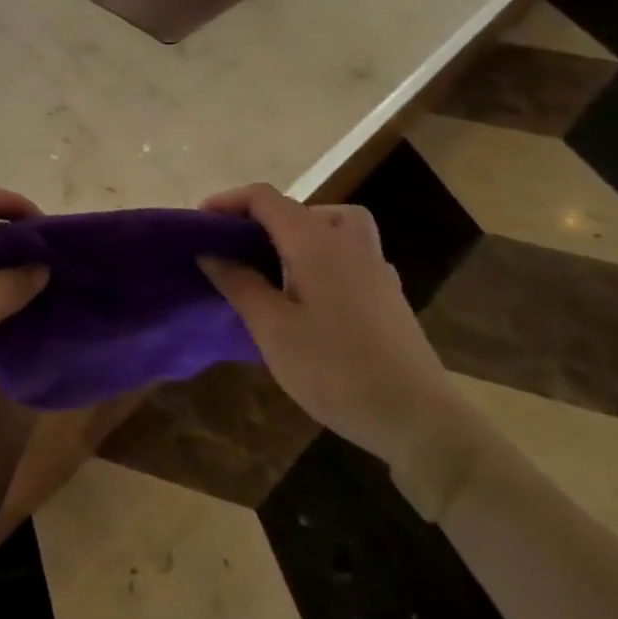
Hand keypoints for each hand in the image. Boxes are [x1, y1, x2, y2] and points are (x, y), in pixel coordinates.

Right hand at [198, 183, 463, 468]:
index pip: (265, 198)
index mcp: (315, 242)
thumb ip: (239, 284)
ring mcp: (375, 267)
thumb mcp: (272, 329)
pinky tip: (309, 296)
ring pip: (332, 226)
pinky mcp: (388, 294)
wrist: (418, 420)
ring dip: (297, 233)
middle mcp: (348, 243)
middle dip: (261, 218)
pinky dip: (321, 256)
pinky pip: (348, 253)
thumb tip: (210, 252)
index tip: (199, 223)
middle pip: (300, 207)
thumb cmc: (335, 370)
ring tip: (273, 266)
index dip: (228, 201)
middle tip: (234, 248)